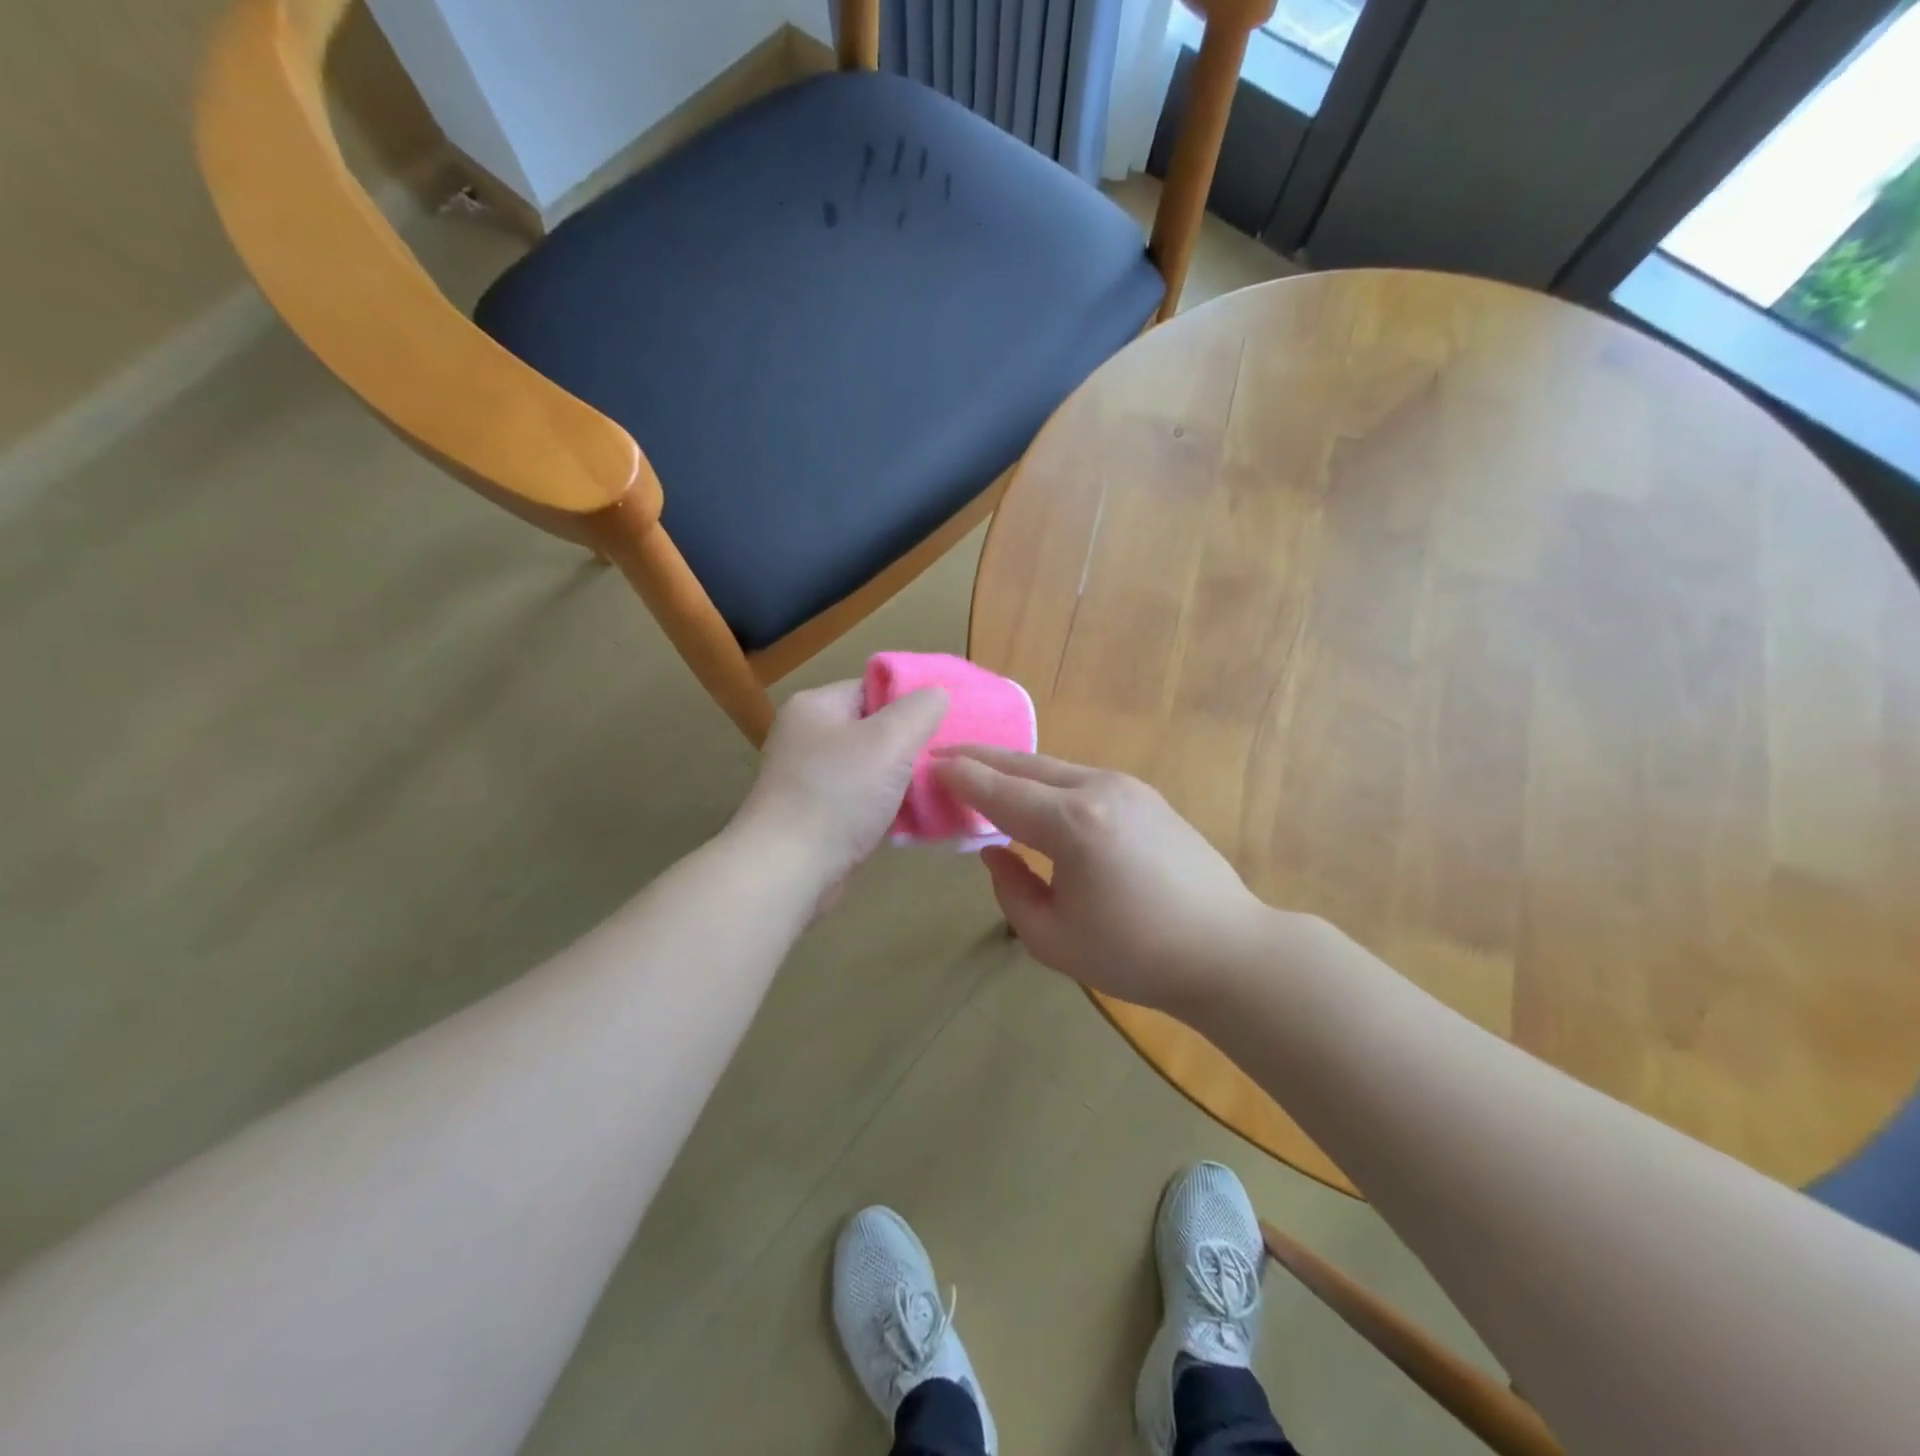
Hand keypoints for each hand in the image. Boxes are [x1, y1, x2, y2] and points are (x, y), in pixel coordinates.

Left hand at [732, 681, 946, 889]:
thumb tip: (938, 693)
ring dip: (902, 779)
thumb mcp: (890, 741)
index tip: (948, 721)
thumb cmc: (838, 794)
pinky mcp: (815, 814)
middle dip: (911, 744)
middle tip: (947, 758)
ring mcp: (808, 777)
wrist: (788, 869)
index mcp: (816, 706)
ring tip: (938, 788)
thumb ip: (920, 710)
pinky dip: (886, 805)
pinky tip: (914, 817)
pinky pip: (861, 799)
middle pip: (874, 728)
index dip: (912, 701)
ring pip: (871, 767)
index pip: (874, 688)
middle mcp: (807, 736)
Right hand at [933, 748, 1273, 1012]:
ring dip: (1013, 765)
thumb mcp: (1052, 939)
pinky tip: (1034, 788)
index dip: (959, 777)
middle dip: (981, 758)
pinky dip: (1045, 777)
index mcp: (1072, 824)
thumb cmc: (1135, 954)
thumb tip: (994, 851)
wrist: (1225, 948)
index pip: (999, 791)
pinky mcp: (1145, 794)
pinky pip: (1080, 776)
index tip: (926, 763)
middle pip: (1024, 765)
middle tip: (944, 754)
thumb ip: (1011, 889)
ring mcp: (1126, 786)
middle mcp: (1097, 789)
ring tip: (981, 767)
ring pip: (1053, 766)